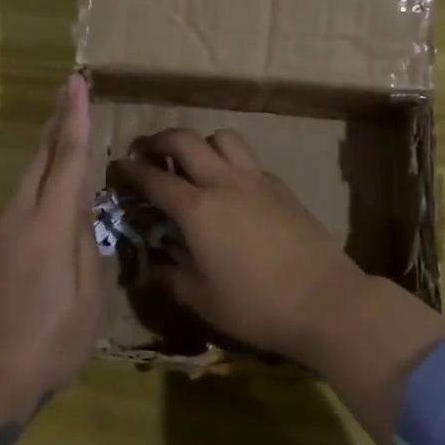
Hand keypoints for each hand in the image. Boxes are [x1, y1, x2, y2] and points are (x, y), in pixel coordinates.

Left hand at [0, 74, 105, 425]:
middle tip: (69, 91)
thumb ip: (89, 250)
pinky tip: (46, 186)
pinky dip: (37, 179)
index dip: (76, 119)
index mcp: (50, 224)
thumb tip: (83, 219)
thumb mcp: (88, 301)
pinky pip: (19, 199)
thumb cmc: (47, 343)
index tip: (77, 83)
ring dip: (46, 148)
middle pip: (41, 157)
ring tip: (62, 129)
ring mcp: (0, 232)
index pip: (68, 158)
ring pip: (26, 177)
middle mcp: (21, 216)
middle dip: (56, 121)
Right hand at [117, 128, 368, 363]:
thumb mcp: (203, 300)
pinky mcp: (280, 186)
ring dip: (200, 143)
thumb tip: (157, 263)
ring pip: (221, 137)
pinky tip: (231, 187)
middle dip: (159, 141)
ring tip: (193, 163)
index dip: (132, 170)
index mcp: (197, 210)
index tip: (120, 167)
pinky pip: (247, 159)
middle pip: (185, 140)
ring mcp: (255, 179)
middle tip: (148, 153)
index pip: (155, 178)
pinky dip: (229, 161)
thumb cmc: (256, 306)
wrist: (324, 301)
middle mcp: (223, 183)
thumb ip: (174, 276)